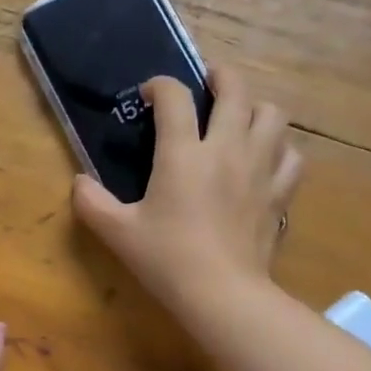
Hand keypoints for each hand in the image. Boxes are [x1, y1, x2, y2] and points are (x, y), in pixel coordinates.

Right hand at [72, 69, 303, 323]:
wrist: (222, 294)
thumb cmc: (167, 260)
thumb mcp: (117, 232)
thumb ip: (91, 202)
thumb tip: (79, 182)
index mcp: (183, 153)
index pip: (174, 97)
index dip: (160, 85)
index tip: (149, 95)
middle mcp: (226, 148)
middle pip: (235, 89)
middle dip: (220, 75)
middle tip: (208, 81)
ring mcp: (260, 169)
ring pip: (272, 115)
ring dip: (255, 107)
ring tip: (240, 117)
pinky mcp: (280, 193)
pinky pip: (292, 156)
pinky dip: (280, 148)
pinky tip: (267, 158)